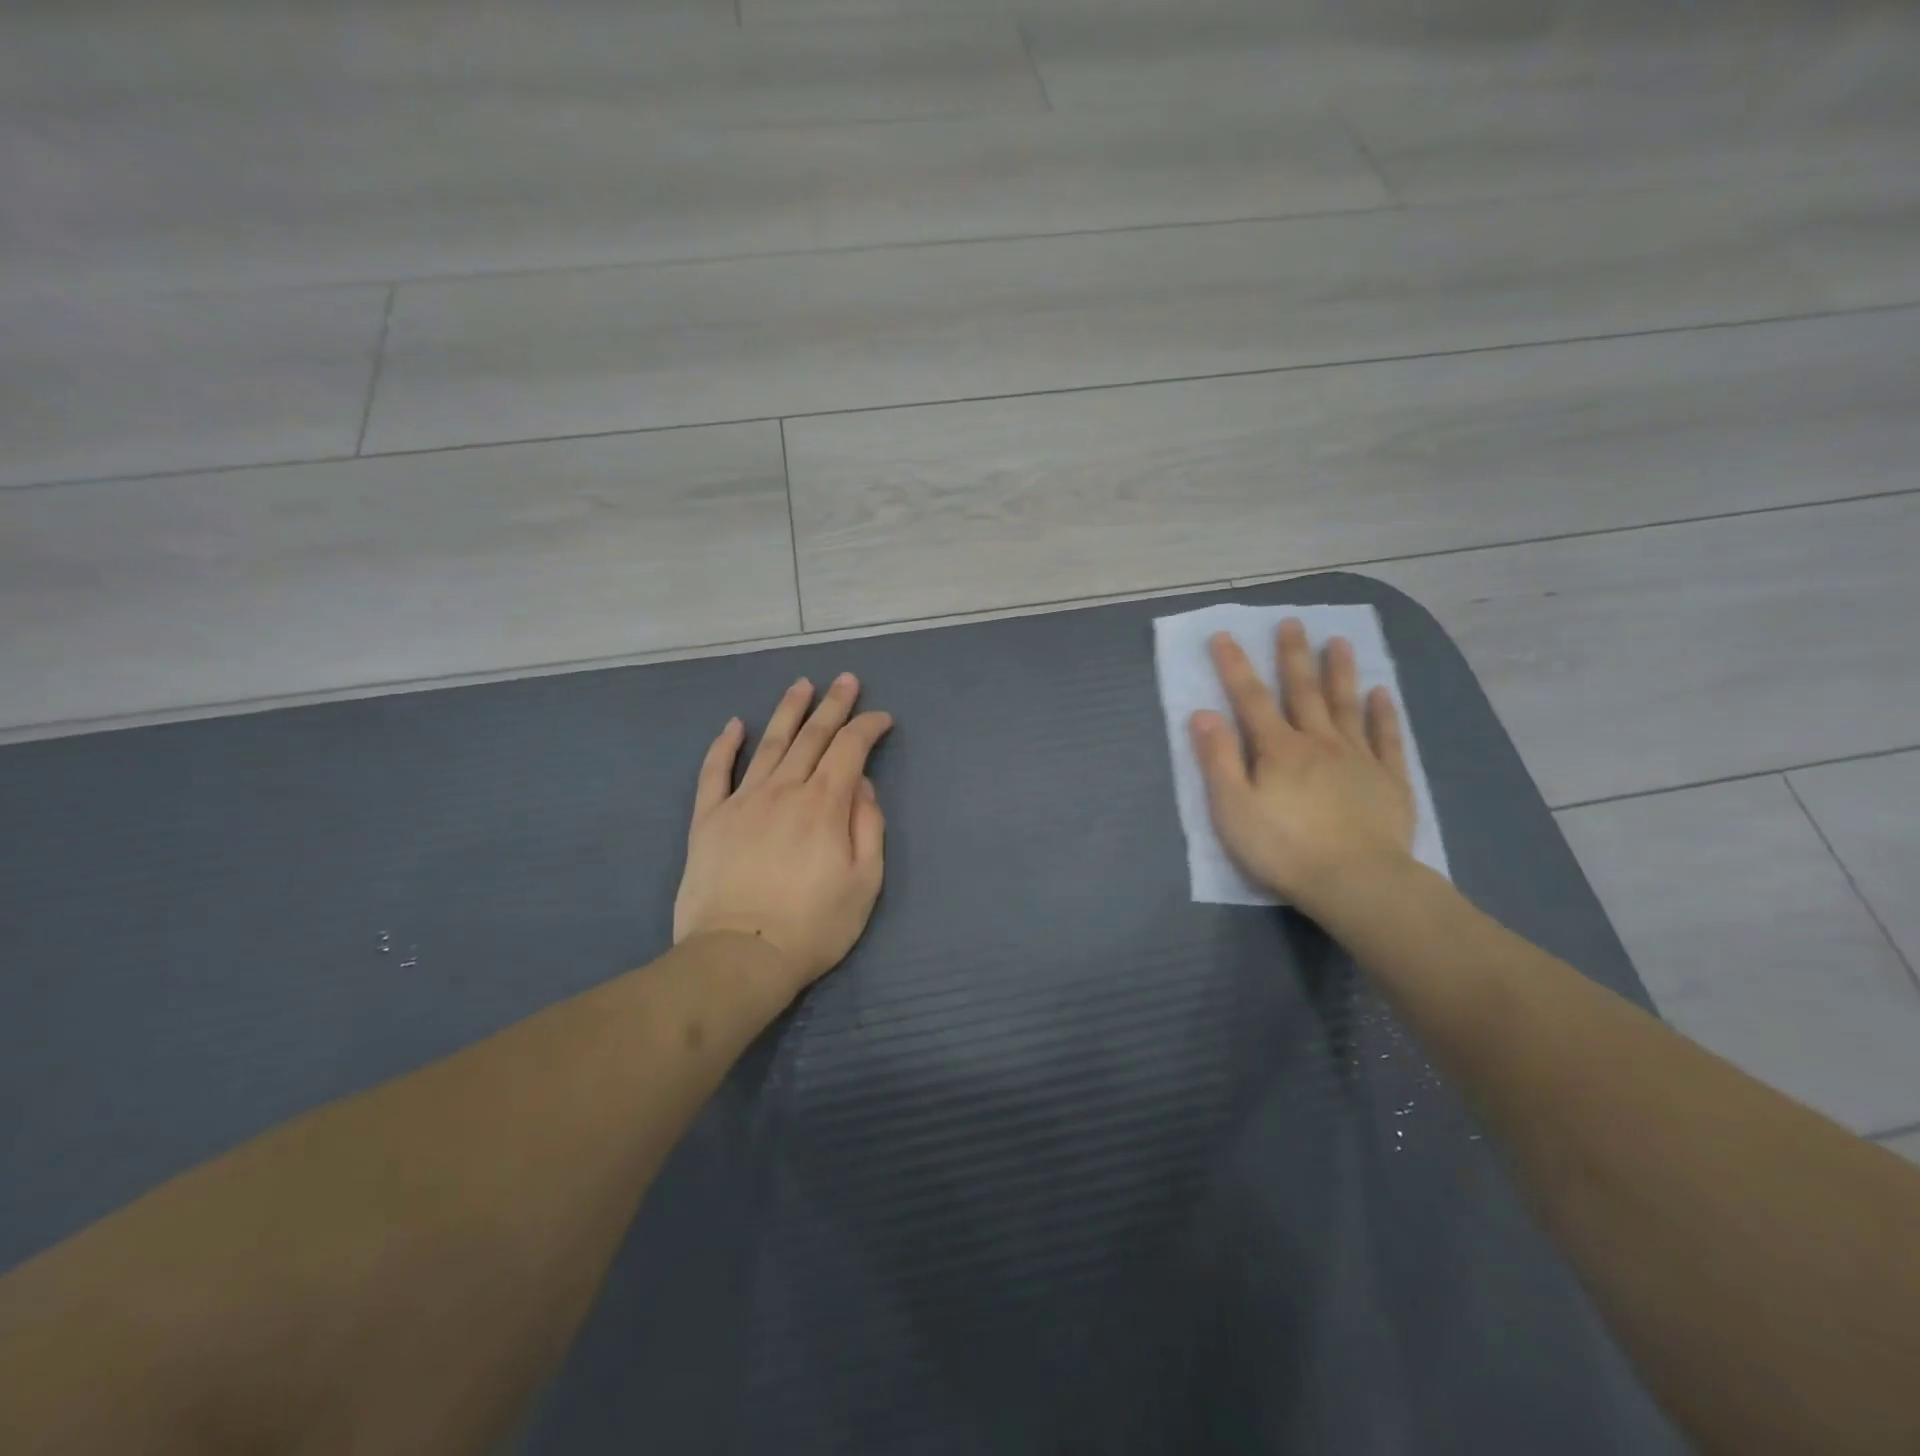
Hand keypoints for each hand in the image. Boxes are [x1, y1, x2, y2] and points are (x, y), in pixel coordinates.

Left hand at [674, 673, 891, 997]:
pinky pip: (715, 773)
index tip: (882, 718)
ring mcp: (742, 802)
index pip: (850, 749)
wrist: (740, 956)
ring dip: (788, 712)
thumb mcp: (865, 883)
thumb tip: (861, 786)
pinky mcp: (708, 820)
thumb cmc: (813, 926)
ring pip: (769, 744)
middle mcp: (784, 790)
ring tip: (801, 685)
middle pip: (812, 736)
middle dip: (833, 705)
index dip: (868, 727)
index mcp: (825, 805)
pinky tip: (734, 725)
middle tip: (845, 680)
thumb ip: (868, 827)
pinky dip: (724, 746)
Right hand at [1190, 618, 1415, 911]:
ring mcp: (1359, 759)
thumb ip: (1218, 760)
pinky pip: (1387, 738)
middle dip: (1293, 656)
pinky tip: (1382, 693)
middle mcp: (1319, 742)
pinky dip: (1384, 713)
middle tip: (1292, 623)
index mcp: (1278, 750)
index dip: (1235, 666)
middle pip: (1303, 692)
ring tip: (1338, 642)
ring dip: (1340, 672)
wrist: (1358, 882)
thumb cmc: (1283, 849)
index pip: (1250, 699)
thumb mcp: (1233, 809)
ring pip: (1346, 705)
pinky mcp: (1389, 780)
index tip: (1225, 635)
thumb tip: (1202, 714)